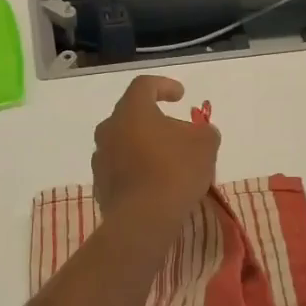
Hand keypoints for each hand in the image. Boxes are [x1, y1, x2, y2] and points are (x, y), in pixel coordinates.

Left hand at [91, 75, 219, 229]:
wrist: (143, 219)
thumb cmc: (175, 171)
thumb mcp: (205, 144)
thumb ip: (203, 131)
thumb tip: (198, 133)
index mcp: (132, 111)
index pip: (144, 85)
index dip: (164, 86)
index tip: (181, 95)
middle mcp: (109, 129)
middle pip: (132, 115)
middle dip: (154, 120)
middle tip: (177, 132)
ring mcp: (101, 158)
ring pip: (124, 143)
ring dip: (144, 146)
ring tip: (168, 161)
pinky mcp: (100, 185)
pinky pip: (121, 168)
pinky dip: (137, 169)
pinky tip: (155, 184)